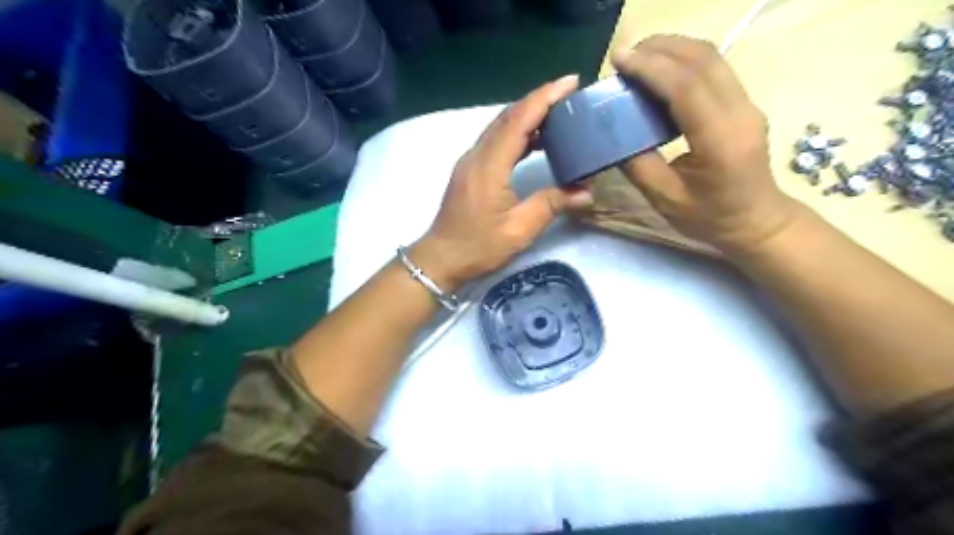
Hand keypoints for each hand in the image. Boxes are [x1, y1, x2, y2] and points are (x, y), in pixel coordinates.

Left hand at [413, 75, 593, 287]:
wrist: (442, 258)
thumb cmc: (478, 247)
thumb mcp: (519, 230)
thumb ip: (551, 205)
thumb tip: (586, 192)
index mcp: (489, 166)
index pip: (518, 121)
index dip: (544, 98)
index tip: (570, 82)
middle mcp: (477, 156)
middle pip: (508, 117)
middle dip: (539, 100)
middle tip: (570, 94)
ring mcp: (471, 161)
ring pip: (500, 126)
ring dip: (527, 114)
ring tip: (558, 112)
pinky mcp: (470, 169)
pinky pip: (495, 140)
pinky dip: (517, 132)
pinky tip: (535, 139)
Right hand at [614, 35, 799, 257]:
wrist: (756, 222)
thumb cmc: (709, 218)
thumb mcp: (665, 198)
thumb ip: (638, 164)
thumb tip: (614, 134)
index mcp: (720, 140)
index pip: (686, 87)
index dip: (650, 68)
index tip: (618, 60)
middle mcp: (740, 113)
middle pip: (703, 59)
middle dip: (660, 48)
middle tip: (624, 56)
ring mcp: (747, 104)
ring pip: (712, 58)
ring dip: (673, 50)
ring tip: (639, 59)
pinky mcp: (743, 104)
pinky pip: (714, 70)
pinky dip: (684, 62)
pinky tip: (661, 73)